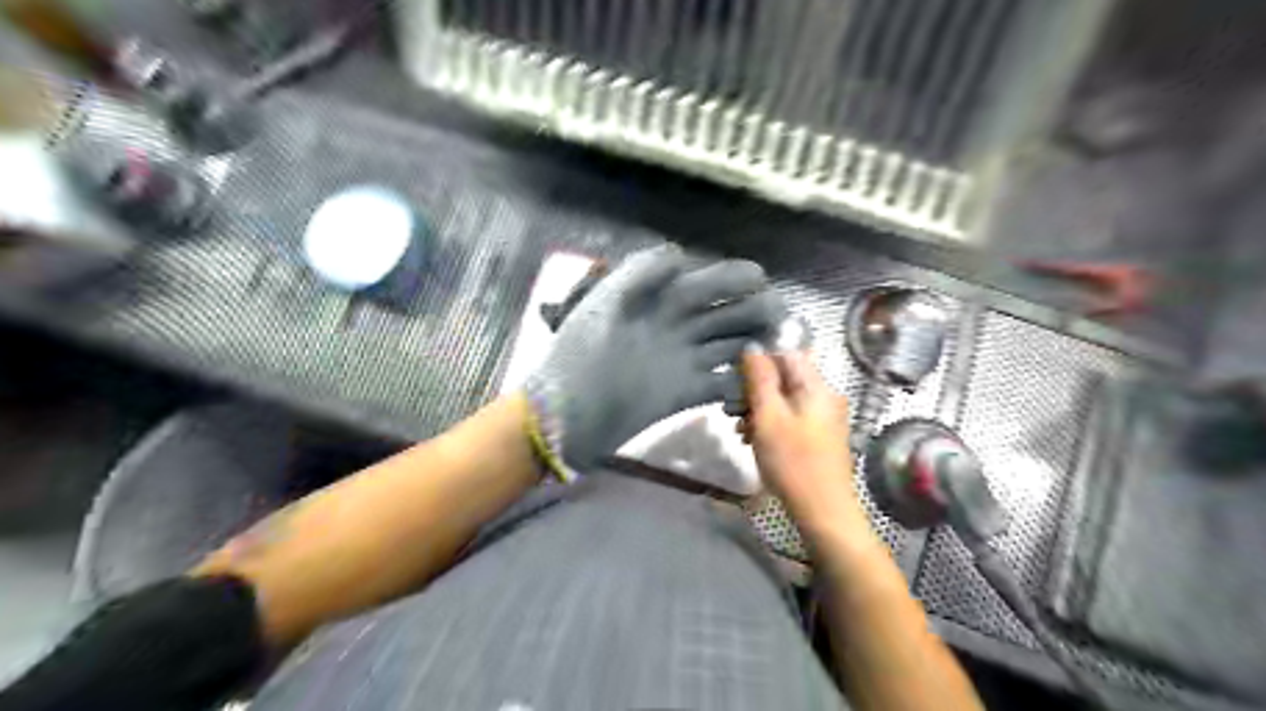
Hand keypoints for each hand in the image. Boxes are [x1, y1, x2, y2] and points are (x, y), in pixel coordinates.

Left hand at [527, 247, 787, 479]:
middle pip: (728, 313)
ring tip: (784, 348)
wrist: (567, 413)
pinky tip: (759, 382)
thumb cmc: (581, 354)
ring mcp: (684, 361)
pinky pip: (722, 383)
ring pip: (731, 346)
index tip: (760, 278)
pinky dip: (742, 383)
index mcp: (659, 301)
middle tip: (782, 319)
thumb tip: (680, 253)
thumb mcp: (604, 303)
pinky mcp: (686, 393)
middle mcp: (678, 327)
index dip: (734, 277)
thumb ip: (640, 272)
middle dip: (757, 312)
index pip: (706, 281)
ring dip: (757, 345)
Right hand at [745, 348, 871, 530]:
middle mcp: (824, 397)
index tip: (736, 378)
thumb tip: (753, 348)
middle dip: (755, 390)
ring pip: (784, 400)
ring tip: (739, 429)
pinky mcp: (818, 438)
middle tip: (732, 409)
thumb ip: (760, 379)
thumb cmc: (793, 461)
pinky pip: (790, 419)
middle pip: (785, 378)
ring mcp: (823, 418)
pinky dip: (770, 425)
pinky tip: (753, 441)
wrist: (822, 511)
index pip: (787, 354)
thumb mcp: (769, 416)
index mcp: (817, 387)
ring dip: (759, 409)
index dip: (760, 361)